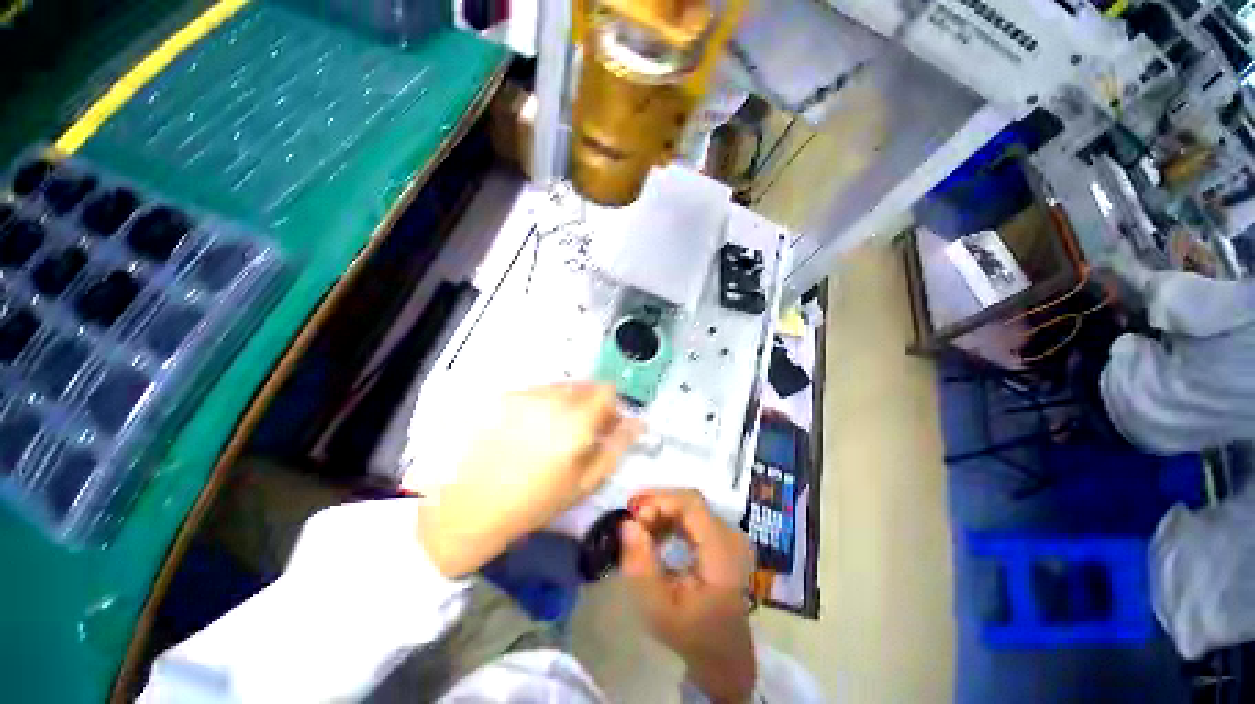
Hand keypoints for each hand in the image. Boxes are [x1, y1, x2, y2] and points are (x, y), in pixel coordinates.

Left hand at [418, 383, 641, 577]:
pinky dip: (542, 404)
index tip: (606, 423)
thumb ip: (616, 447)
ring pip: (560, 387)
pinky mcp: (504, 397)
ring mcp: (525, 395)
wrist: (470, 507)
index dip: (611, 405)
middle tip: (580, 430)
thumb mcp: (585, 482)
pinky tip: (528, 430)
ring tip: (551, 432)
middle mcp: (553, 399)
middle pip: (585, 385)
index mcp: (577, 420)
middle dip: (590, 403)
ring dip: (566, 403)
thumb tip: (638, 423)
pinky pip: (536, 392)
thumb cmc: (535, 502)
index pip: (607, 390)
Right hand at [621, 490, 755, 703]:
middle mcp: (730, 536)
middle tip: (632, 519)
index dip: (660, 500)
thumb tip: (628, 523)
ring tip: (640, 528)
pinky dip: (672, 519)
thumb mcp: (658, 608)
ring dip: (663, 511)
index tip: (633, 513)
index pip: (691, 505)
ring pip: (691, 506)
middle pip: (690, 501)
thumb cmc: (691, 635)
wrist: (725, 655)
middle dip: (658, 504)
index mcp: (721, 552)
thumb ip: (641, 565)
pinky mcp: (724, 539)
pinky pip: (695, 516)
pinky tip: (657, 534)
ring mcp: (730, 536)